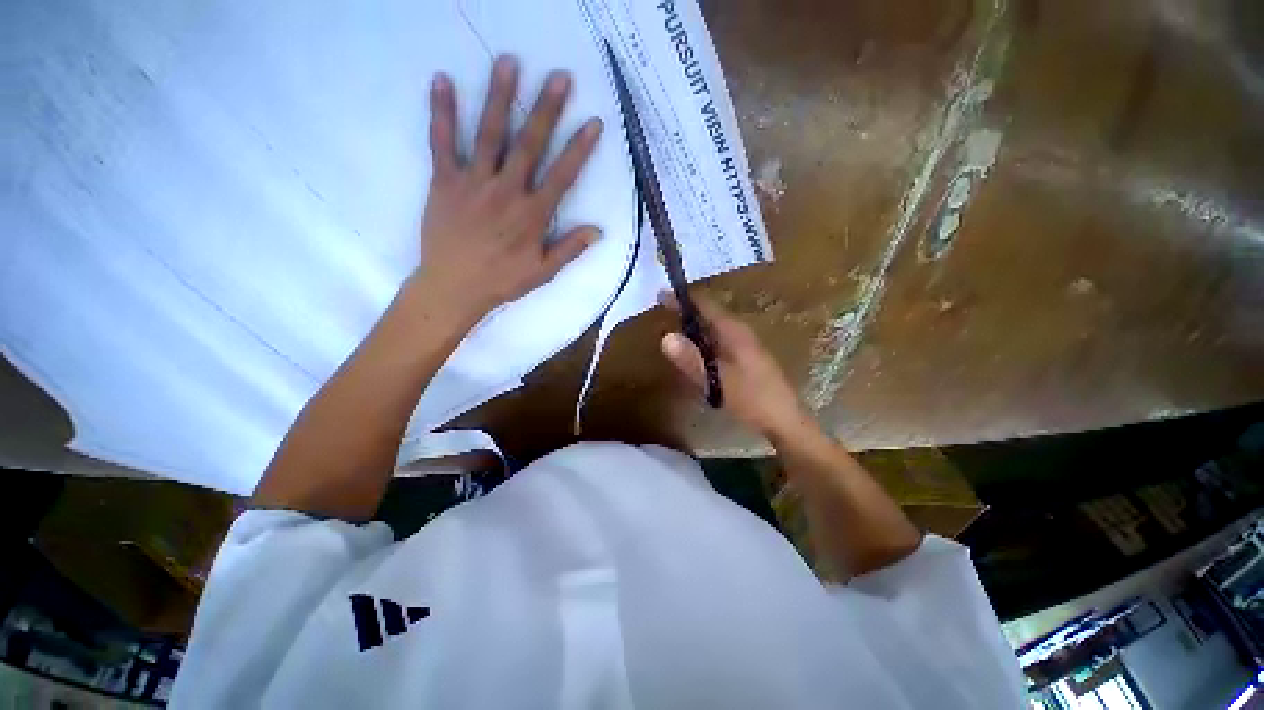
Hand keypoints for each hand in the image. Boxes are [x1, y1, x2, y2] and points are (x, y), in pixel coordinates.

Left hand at [415, 56, 603, 320]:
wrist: (453, 287)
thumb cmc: (502, 281)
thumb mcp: (543, 272)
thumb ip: (570, 249)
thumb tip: (598, 230)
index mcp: (532, 215)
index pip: (562, 176)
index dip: (579, 149)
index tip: (592, 122)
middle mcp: (506, 191)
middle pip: (529, 144)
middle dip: (546, 109)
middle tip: (559, 76)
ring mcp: (473, 182)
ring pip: (489, 134)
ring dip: (499, 97)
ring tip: (508, 62)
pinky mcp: (444, 181)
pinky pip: (442, 142)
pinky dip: (441, 111)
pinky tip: (441, 79)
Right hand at [659, 291, 807, 438]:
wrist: (785, 421)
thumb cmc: (752, 398)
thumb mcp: (718, 380)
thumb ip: (691, 359)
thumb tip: (665, 337)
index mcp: (734, 331)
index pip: (706, 305)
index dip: (683, 298)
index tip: (661, 295)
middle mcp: (739, 333)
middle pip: (709, 315)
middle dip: (686, 312)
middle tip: (662, 313)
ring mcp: (744, 345)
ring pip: (713, 329)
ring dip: (694, 327)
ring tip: (673, 329)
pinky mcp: (745, 359)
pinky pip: (718, 342)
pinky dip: (702, 342)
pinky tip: (694, 353)